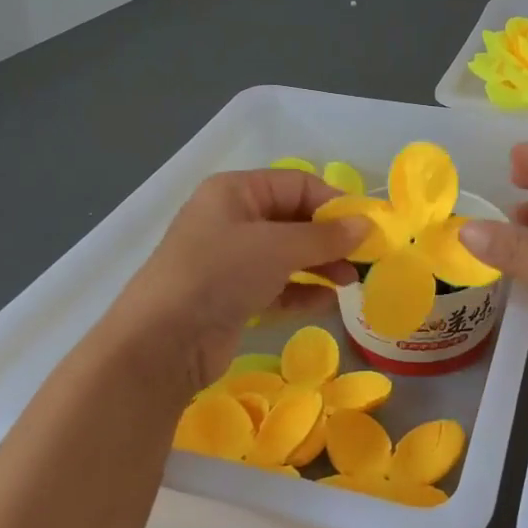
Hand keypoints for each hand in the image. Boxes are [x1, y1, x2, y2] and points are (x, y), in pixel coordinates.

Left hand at [108, 169, 369, 395]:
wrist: (161, 343)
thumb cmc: (219, 275)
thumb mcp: (277, 248)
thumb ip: (326, 237)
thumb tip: (366, 227)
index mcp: (235, 192)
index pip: (297, 184)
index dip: (334, 203)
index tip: (367, 227)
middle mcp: (232, 219)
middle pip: (294, 219)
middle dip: (330, 238)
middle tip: (364, 259)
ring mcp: (230, 260)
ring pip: (287, 254)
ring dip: (321, 266)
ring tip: (351, 283)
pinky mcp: (232, 296)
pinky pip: (276, 285)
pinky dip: (302, 290)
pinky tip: (327, 302)